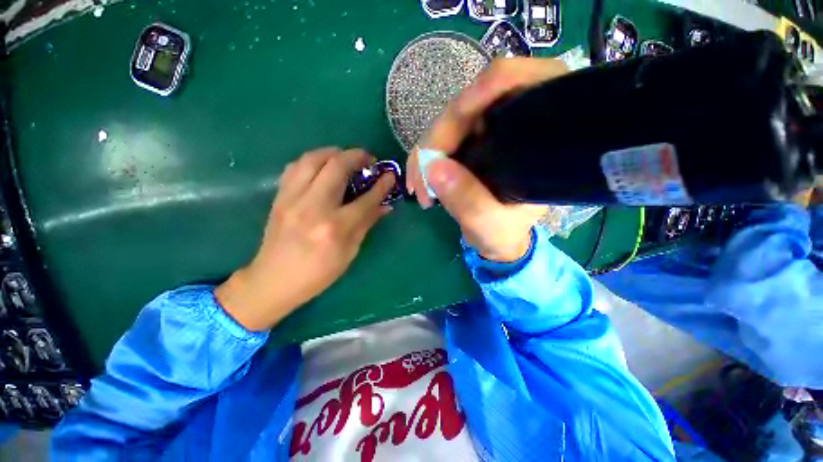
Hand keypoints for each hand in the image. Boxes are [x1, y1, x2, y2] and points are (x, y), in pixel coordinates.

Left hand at [215, 148, 395, 330]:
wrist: (273, 280)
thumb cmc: (318, 273)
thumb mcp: (349, 252)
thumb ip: (366, 224)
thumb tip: (385, 206)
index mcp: (335, 228)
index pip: (366, 199)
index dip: (382, 185)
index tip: (390, 175)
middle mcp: (313, 207)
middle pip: (337, 167)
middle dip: (357, 156)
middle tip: (368, 159)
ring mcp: (292, 199)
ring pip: (313, 159)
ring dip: (334, 152)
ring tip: (346, 158)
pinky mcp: (279, 197)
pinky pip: (295, 167)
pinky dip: (313, 161)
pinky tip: (322, 168)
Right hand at [406, 58, 568, 261]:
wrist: (498, 235)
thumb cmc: (505, 231)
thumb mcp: (490, 224)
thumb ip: (467, 200)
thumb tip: (432, 167)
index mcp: (540, 129)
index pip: (514, 82)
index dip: (480, 91)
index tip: (449, 127)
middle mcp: (514, 118)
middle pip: (468, 105)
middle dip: (436, 141)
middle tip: (420, 181)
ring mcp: (488, 127)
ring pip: (447, 123)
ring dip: (426, 153)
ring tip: (419, 188)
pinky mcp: (469, 139)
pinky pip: (441, 138)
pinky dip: (426, 156)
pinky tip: (420, 178)